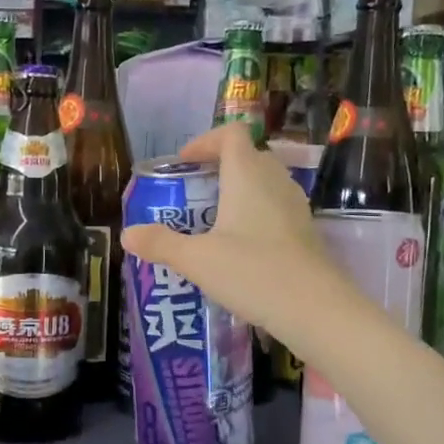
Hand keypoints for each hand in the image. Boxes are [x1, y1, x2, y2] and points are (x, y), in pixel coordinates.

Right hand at [120, 124, 343, 343]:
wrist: (316, 309)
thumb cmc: (253, 272)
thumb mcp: (196, 260)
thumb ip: (160, 244)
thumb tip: (127, 235)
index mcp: (247, 175)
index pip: (231, 134)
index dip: (205, 141)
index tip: (183, 163)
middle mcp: (275, 181)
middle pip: (248, 156)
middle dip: (218, 167)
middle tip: (193, 193)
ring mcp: (295, 206)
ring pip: (264, 183)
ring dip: (238, 192)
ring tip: (213, 221)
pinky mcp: (305, 232)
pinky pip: (275, 208)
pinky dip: (255, 215)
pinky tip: (240, 248)